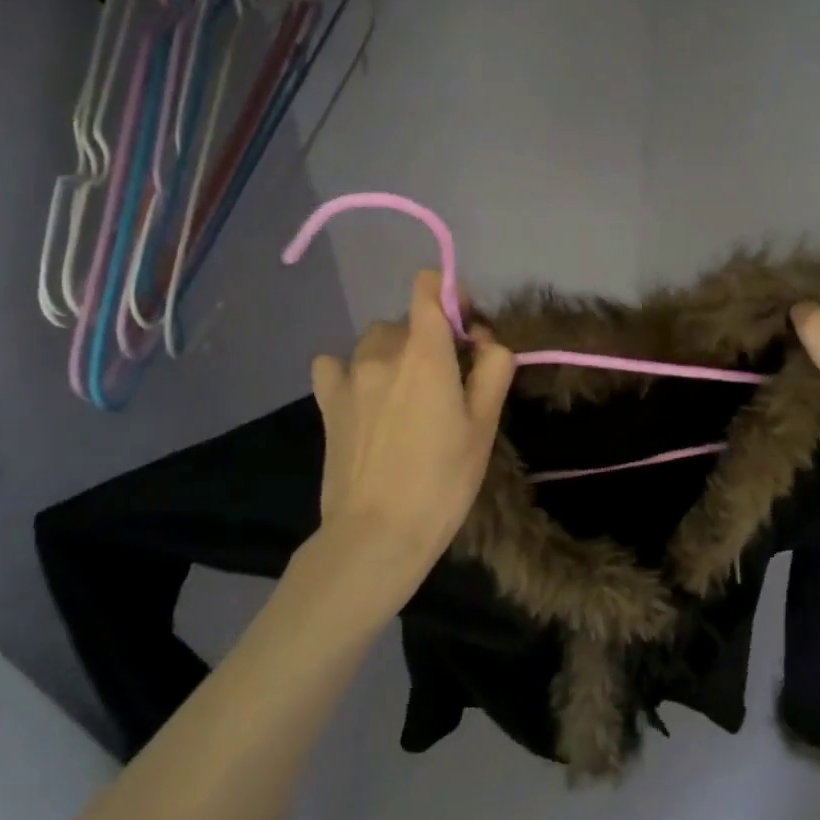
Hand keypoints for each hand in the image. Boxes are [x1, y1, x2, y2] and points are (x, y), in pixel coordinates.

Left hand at [306, 270, 515, 611]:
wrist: (377, 533)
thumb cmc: (443, 480)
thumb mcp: (485, 425)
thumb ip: (493, 369)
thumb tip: (485, 341)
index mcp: (426, 353)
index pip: (427, 286)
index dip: (450, 295)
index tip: (466, 329)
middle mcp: (384, 352)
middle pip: (409, 319)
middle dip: (432, 337)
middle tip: (448, 381)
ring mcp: (349, 376)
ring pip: (376, 340)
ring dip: (396, 353)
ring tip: (407, 395)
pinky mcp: (327, 402)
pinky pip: (335, 365)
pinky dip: (352, 370)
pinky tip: (364, 396)